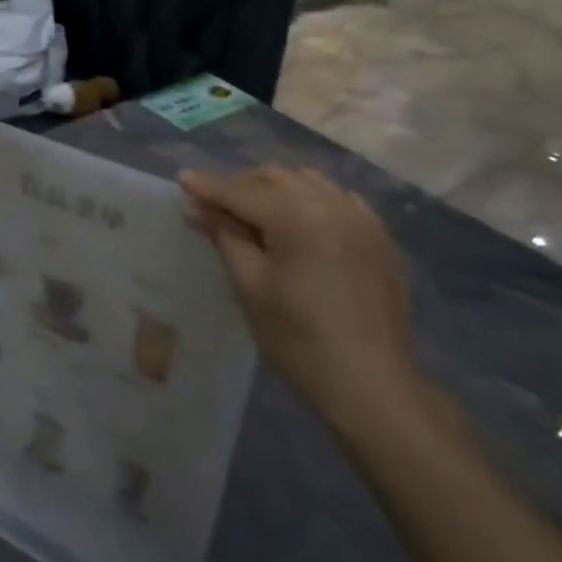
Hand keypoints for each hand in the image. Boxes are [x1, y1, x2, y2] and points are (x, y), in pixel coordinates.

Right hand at [181, 166, 421, 428]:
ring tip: (253, 210)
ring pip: (308, 181)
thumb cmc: (297, 338)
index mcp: (297, 216)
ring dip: (276, 187)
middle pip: (275, 178)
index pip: (242, 192)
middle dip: (241, 185)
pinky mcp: (379, 237)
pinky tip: (299, 221)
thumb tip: (197, 208)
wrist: (370, 382)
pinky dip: (311, 199)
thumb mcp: (249, 285)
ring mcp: (361, 219)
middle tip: (213, 205)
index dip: (209, 186)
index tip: (182, 179)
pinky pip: (338, 199)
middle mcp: (331, 204)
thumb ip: (224, 236)